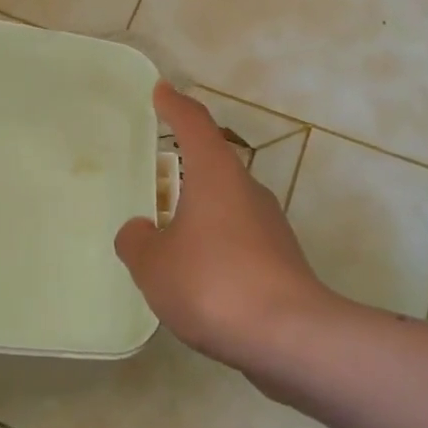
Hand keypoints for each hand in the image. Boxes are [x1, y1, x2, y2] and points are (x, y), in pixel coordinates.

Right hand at [114, 83, 342, 370]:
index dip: (175, 105)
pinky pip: (238, 238)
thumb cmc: (213, 284)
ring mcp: (270, 225)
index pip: (194, 124)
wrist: (290, 336)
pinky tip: (197, 276)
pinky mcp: (281, 259)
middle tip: (154, 180)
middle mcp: (247, 190)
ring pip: (226, 204)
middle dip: (185, 168)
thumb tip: (138, 230)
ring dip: (199, 212)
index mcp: (216, 174)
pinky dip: (214, 245)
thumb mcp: (154, 264)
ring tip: (168, 237)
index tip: (162, 91)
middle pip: (213, 164)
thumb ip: (137, 241)